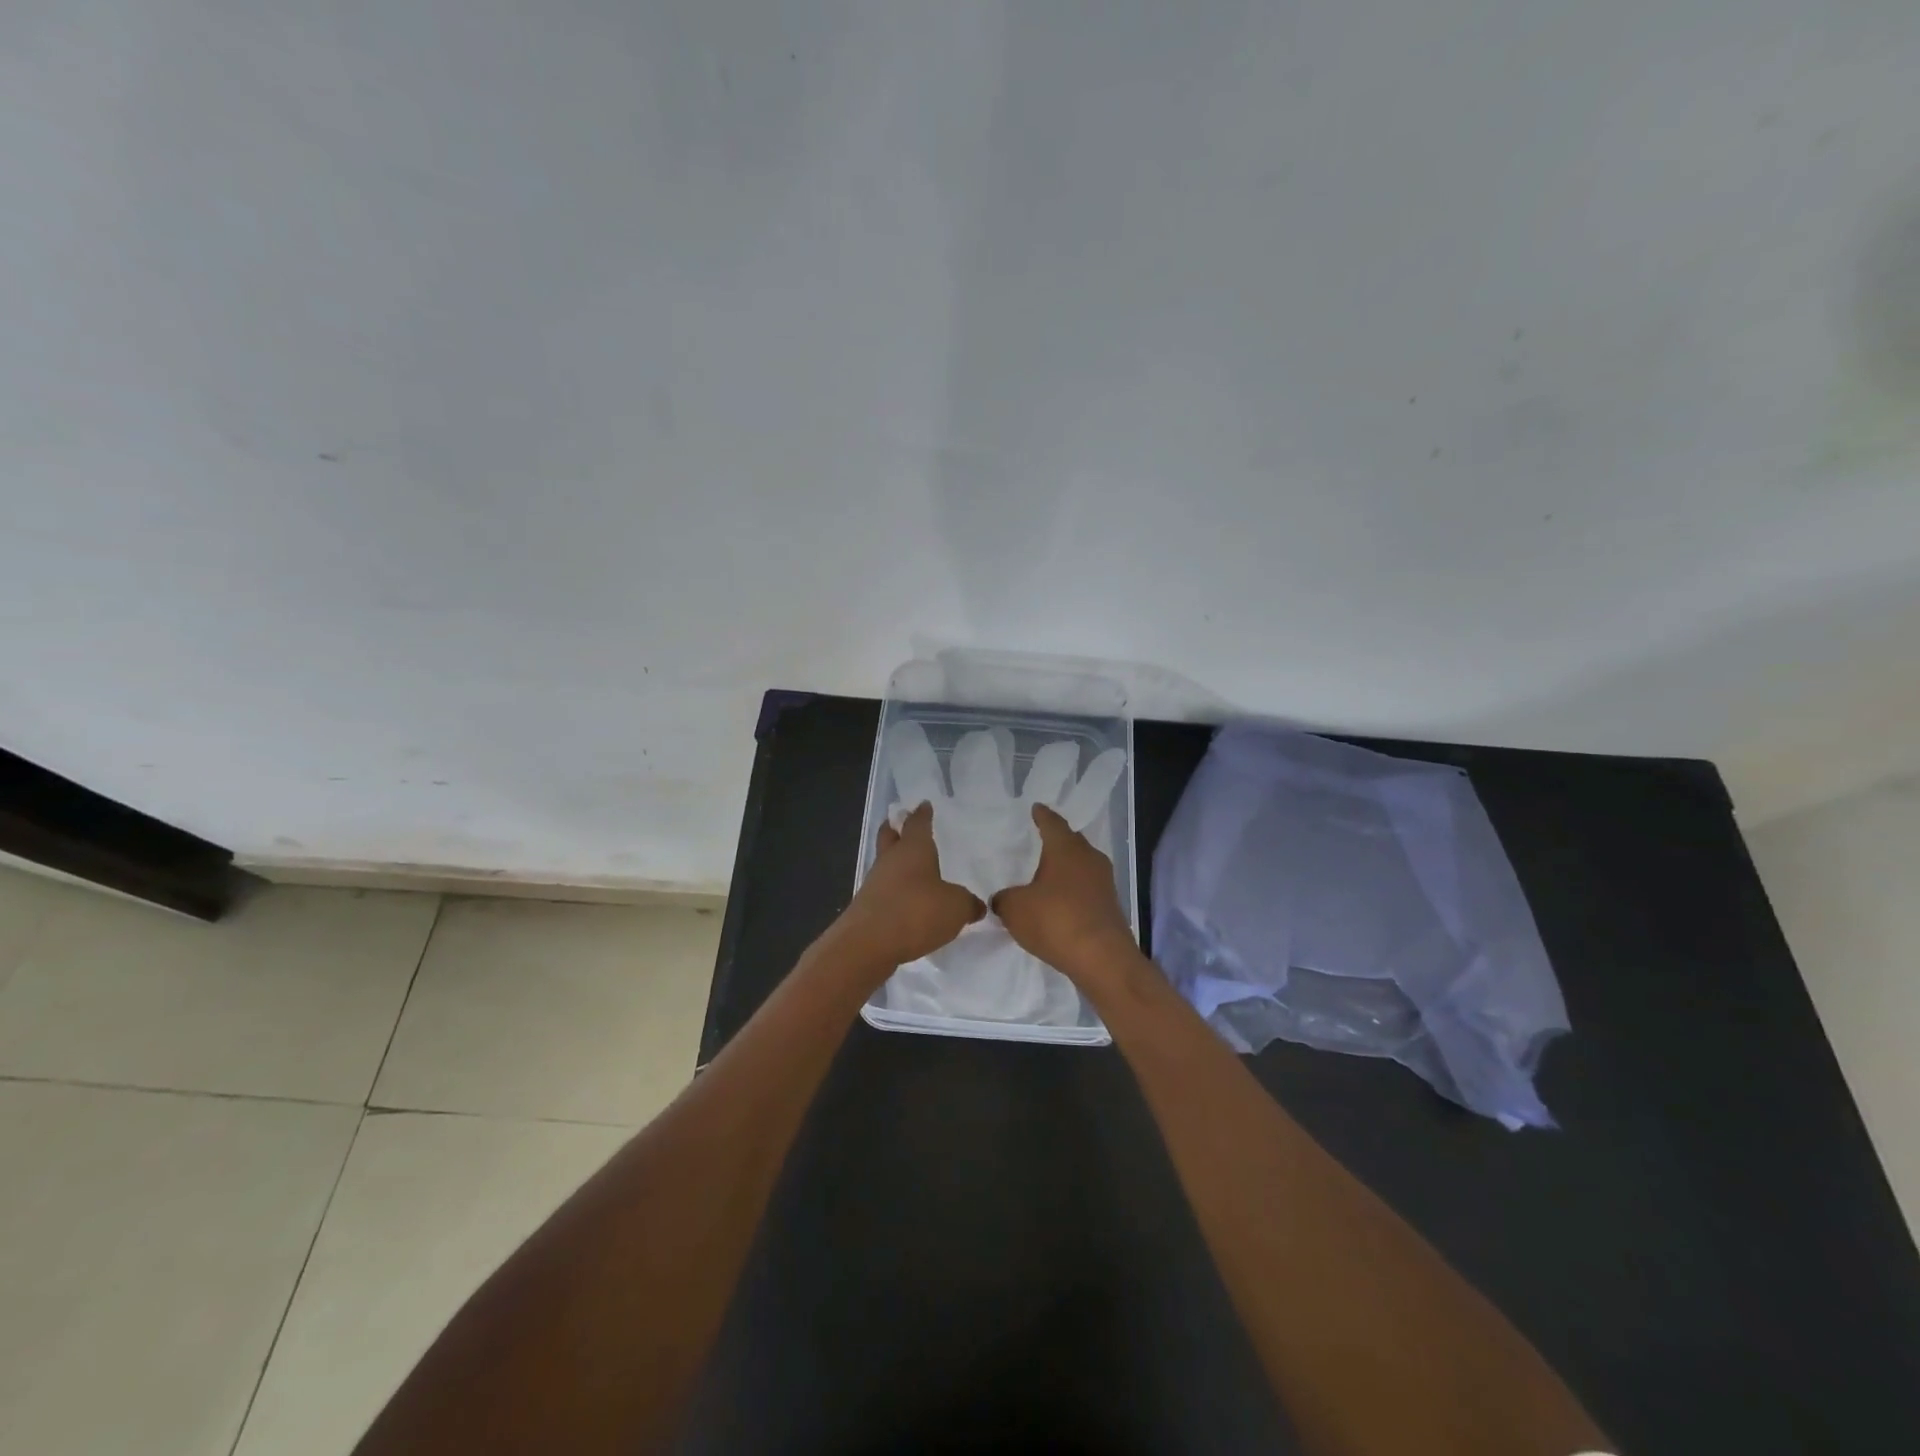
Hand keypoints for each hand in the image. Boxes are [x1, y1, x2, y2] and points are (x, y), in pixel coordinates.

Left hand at [835, 803, 982, 970]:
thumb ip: (968, 903)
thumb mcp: (956, 908)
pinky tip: (906, 901)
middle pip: (890, 836)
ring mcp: (875, 883)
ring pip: (886, 863)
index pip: (918, 823)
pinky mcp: (867, 907)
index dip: (922, 814)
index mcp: (913, 848)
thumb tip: (976, 905)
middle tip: (902, 824)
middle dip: (896, 829)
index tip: (924, 805)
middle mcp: (891, 860)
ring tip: (912, 868)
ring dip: (895, 862)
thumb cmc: (916, 912)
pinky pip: (884, 890)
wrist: (868, 944)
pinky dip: (894, 890)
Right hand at [992, 804, 1135, 985]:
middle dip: (1057, 840)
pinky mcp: (1110, 906)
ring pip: (1082, 865)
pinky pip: (1088, 888)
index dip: (1042, 816)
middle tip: (1041, 839)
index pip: (1052, 823)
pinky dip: (1074, 889)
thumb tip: (1003, 899)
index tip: (1036, 808)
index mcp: (1065, 848)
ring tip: (1049, 872)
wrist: (1102, 958)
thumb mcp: (1015, 909)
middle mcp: (1089, 858)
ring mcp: (1104, 882)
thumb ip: (1004, 899)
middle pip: (1071, 841)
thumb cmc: (1055, 921)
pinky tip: (1061, 901)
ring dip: (1067, 867)